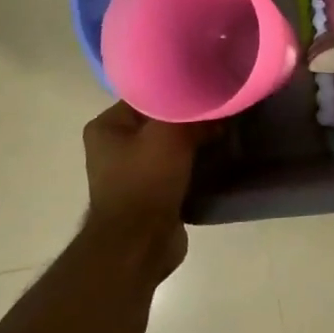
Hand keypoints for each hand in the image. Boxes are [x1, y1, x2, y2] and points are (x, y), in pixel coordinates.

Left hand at [79, 102, 209, 284]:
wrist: (140, 245)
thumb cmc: (145, 182)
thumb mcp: (170, 135)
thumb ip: (192, 112)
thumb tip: (218, 104)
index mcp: (107, 127)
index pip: (148, 95)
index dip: (180, 89)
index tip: (210, 87)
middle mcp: (115, 147)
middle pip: (161, 120)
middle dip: (191, 118)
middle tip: (222, 110)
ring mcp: (133, 172)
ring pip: (172, 145)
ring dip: (197, 141)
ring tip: (226, 132)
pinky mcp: (152, 193)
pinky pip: (179, 167)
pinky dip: (197, 163)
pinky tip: (220, 157)